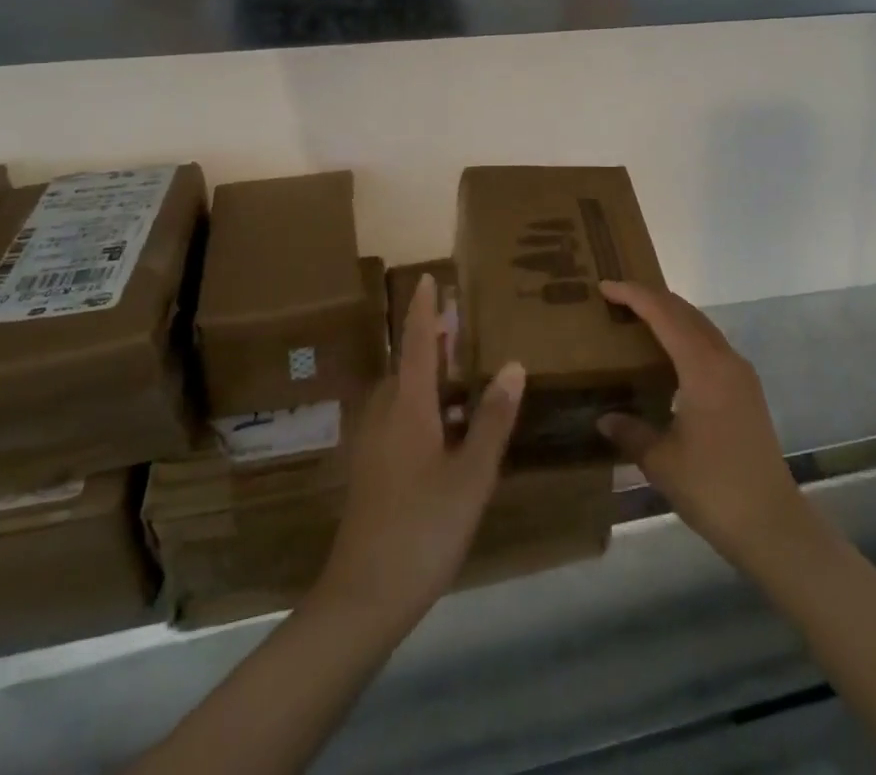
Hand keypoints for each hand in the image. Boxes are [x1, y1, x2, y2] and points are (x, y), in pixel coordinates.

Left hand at [315, 275, 524, 632]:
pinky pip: (398, 416)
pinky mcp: (372, 470)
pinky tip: (446, 424)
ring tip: (459, 365)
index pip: (419, 344)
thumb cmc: (423, 528)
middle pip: (408, 364)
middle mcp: (385, 416)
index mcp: (408, 408)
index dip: (425, 310)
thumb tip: (513, 364)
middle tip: (461, 321)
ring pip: (402, 392)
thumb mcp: (471, 474)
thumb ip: (492, 419)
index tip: (429, 277)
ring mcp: (374, 445)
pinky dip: (422, 402)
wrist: (362, 598)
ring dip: (428, 372)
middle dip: (431, 339)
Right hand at [597, 279, 812, 571]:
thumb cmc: (713, 487)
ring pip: (701, 326)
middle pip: (685, 312)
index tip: (604, 286)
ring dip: (670, 316)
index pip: (664, 314)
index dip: (633, 295)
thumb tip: (605, 418)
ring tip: (638, 320)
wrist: (771, 523)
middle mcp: (725, 359)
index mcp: (703, 367)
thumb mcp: (661, 461)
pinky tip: (669, 356)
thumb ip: (630, 432)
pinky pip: (711, 345)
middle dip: (651, 298)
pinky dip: (685, 336)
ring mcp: (740, 373)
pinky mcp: (747, 390)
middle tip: (617, 298)